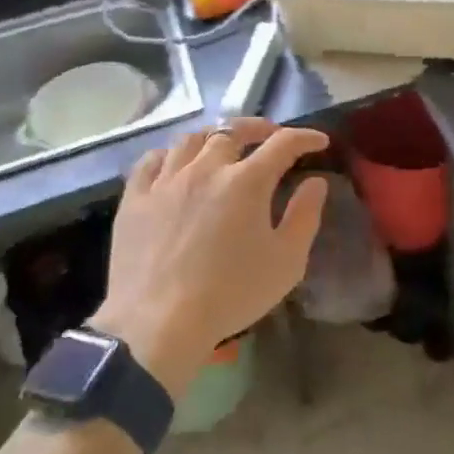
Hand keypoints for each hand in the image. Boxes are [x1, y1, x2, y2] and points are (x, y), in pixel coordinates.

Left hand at [91, 118, 329, 394]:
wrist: (158, 324)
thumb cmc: (230, 294)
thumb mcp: (286, 262)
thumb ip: (305, 216)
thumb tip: (315, 182)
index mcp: (246, 181)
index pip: (283, 143)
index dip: (305, 137)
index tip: (318, 141)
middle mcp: (206, 168)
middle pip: (233, 130)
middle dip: (259, 128)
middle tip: (270, 137)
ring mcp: (166, 180)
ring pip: (191, 139)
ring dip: (214, 137)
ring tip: (223, 146)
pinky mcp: (135, 198)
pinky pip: (151, 160)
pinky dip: (170, 154)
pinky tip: (176, 164)